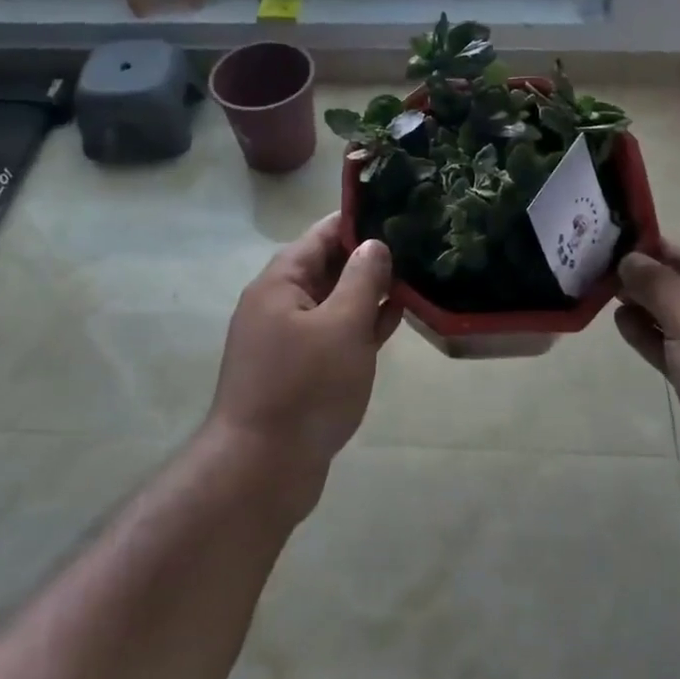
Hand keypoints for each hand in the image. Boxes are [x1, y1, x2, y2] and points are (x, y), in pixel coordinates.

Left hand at [209, 215, 399, 493]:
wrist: (262, 470)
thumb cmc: (305, 388)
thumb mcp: (343, 326)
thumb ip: (363, 280)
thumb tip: (375, 243)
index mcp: (281, 283)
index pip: (321, 234)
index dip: (358, 220)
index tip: (398, 208)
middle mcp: (279, 304)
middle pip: (328, 266)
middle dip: (369, 257)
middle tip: (418, 245)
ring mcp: (288, 339)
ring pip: (334, 302)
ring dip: (369, 293)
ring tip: (415, 279)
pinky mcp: (299, 370)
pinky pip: (334, 334)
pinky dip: (360, 326)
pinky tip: (394, 322)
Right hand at [615, 244, 679, 524]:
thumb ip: (659, 286)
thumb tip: (629, 258)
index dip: (653, 251)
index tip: (609, 244)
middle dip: (645, 282)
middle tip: (597, 271)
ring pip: (679, 322)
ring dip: (645, 310)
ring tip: (603, 296)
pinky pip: (679, 353)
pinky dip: (653, 339)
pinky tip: (623, 326)